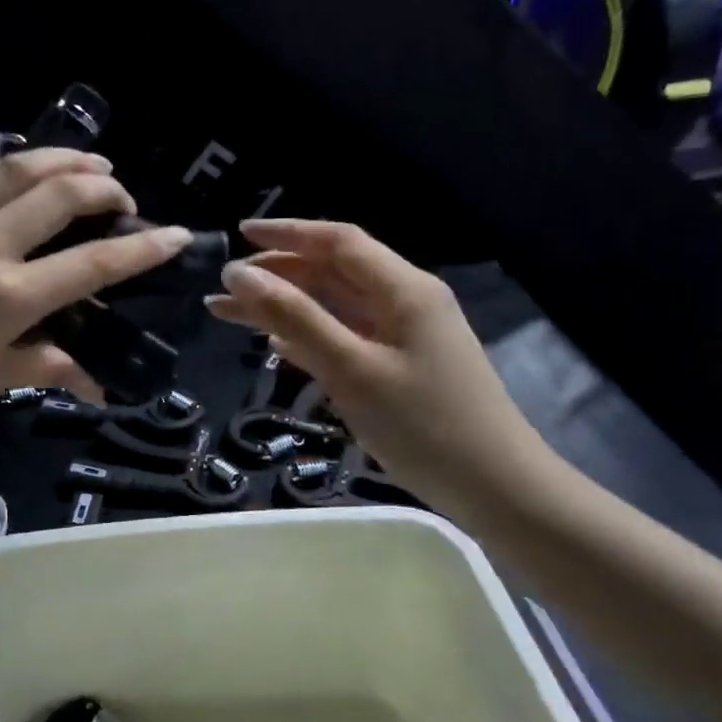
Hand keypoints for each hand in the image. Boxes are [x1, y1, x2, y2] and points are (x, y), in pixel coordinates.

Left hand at [0, 107, 193, 447]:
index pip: (93, 263)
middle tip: (121, 197)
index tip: (177, 234)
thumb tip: (98, 383)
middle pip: (57, 196)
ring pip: (7, 172)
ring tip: (84, 162)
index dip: (143, 248)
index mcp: (9, 295)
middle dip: (101, 188)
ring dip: (53, 158)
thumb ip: (49, 368)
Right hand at [206, 219, 559, 515]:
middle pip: (333, 271)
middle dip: (277, 273)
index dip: (286, 233)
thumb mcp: (351, 369)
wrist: (495, 489)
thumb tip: (240, 274)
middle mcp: (405, 302)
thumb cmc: (423, 425)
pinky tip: (276, 345)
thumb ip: (295, 317)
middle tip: (225, 287)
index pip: (338, 242)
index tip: (237, 234)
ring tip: (231, 314)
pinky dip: (308, 334)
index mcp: (403, 290)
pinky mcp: (400, 366)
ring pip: (335, 306)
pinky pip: (345, 336)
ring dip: (285, 306)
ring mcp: (405, 336)